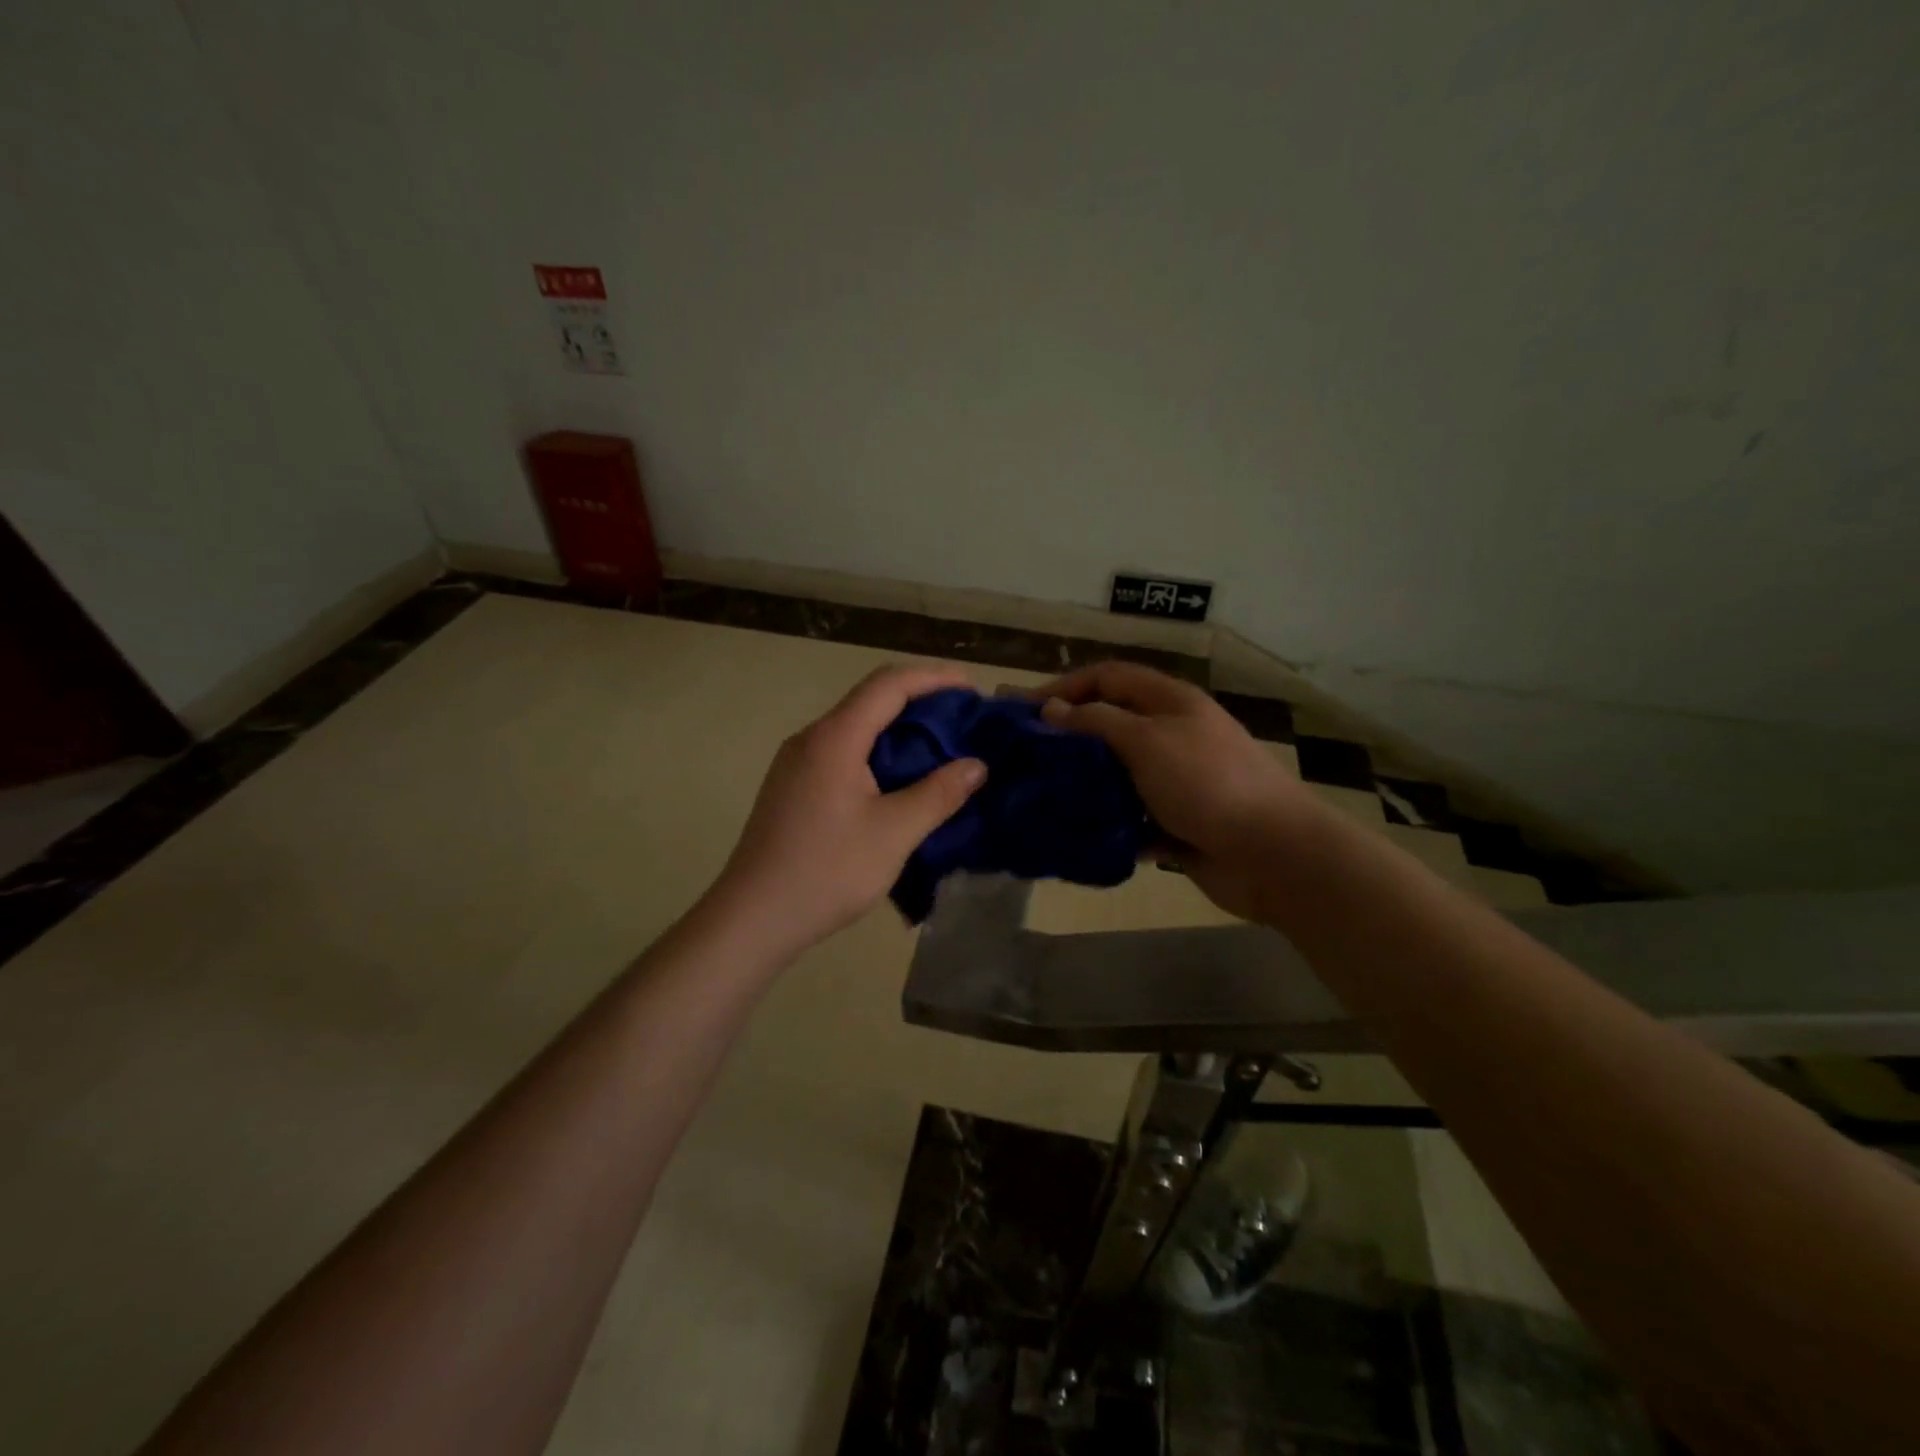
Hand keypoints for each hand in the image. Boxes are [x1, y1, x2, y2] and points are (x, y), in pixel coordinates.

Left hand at [707, 664, 988, 957]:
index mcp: (834, 738)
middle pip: (871, 700)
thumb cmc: (826, 871)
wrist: (753, 918)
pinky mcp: (792, 787)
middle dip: (921, 703)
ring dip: (900, 731)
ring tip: (941, 750)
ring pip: (856, 728)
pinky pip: (843, 753)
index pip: (889, 684)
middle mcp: (811, 738)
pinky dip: (879, 754)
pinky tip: (900, 781)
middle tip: (964, 722)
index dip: (934, 678)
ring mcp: (796, 763)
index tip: (972, 690)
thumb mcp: (894, 833)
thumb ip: (938, 794)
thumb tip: (976, 765)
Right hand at [1035, 662, 1319, 921]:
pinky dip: (1107, 823)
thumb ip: (1096, 722)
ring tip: (1041, 796)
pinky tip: (1076, 834)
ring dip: (1084, 782)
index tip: (1024, 710)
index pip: (1108, 677)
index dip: (1065, 686)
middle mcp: (1172, 734)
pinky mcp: (1176, 822)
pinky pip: (1131, 817)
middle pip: (1111, 724)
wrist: (1271, 853)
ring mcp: (1175, 780)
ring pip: (1117, 773)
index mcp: (1169, 702)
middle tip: (1026, 756)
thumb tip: (1051, 710)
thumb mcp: (1146, 741)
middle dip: (1069, 736)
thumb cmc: (1206, 782)